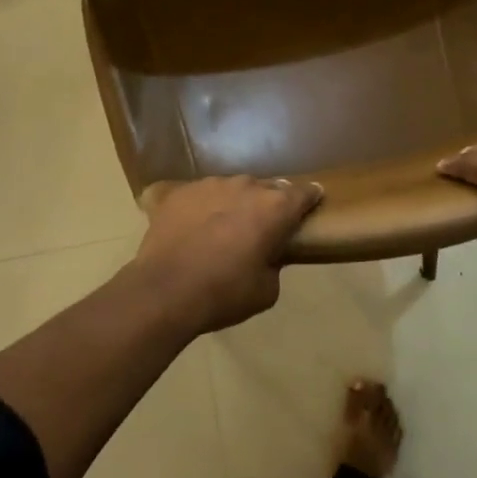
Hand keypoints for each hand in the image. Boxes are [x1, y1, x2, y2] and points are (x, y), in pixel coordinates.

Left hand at [131, 176, 324, 332]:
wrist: (164, 291)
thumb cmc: (224, 293)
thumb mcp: (266, 290)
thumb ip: (274, 263)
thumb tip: (267, 255)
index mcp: (274, 208)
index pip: (304, 193)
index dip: (310, 198)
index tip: (312, 203)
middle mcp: (246, 186)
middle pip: (266, 189)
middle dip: (268, 205)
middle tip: (261, 228)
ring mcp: (210, 184)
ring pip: (232, 189)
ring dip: (234, 204)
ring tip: (223, 229)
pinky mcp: (180, 191)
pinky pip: (200, 196)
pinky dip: (203, 208)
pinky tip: (194, 228)